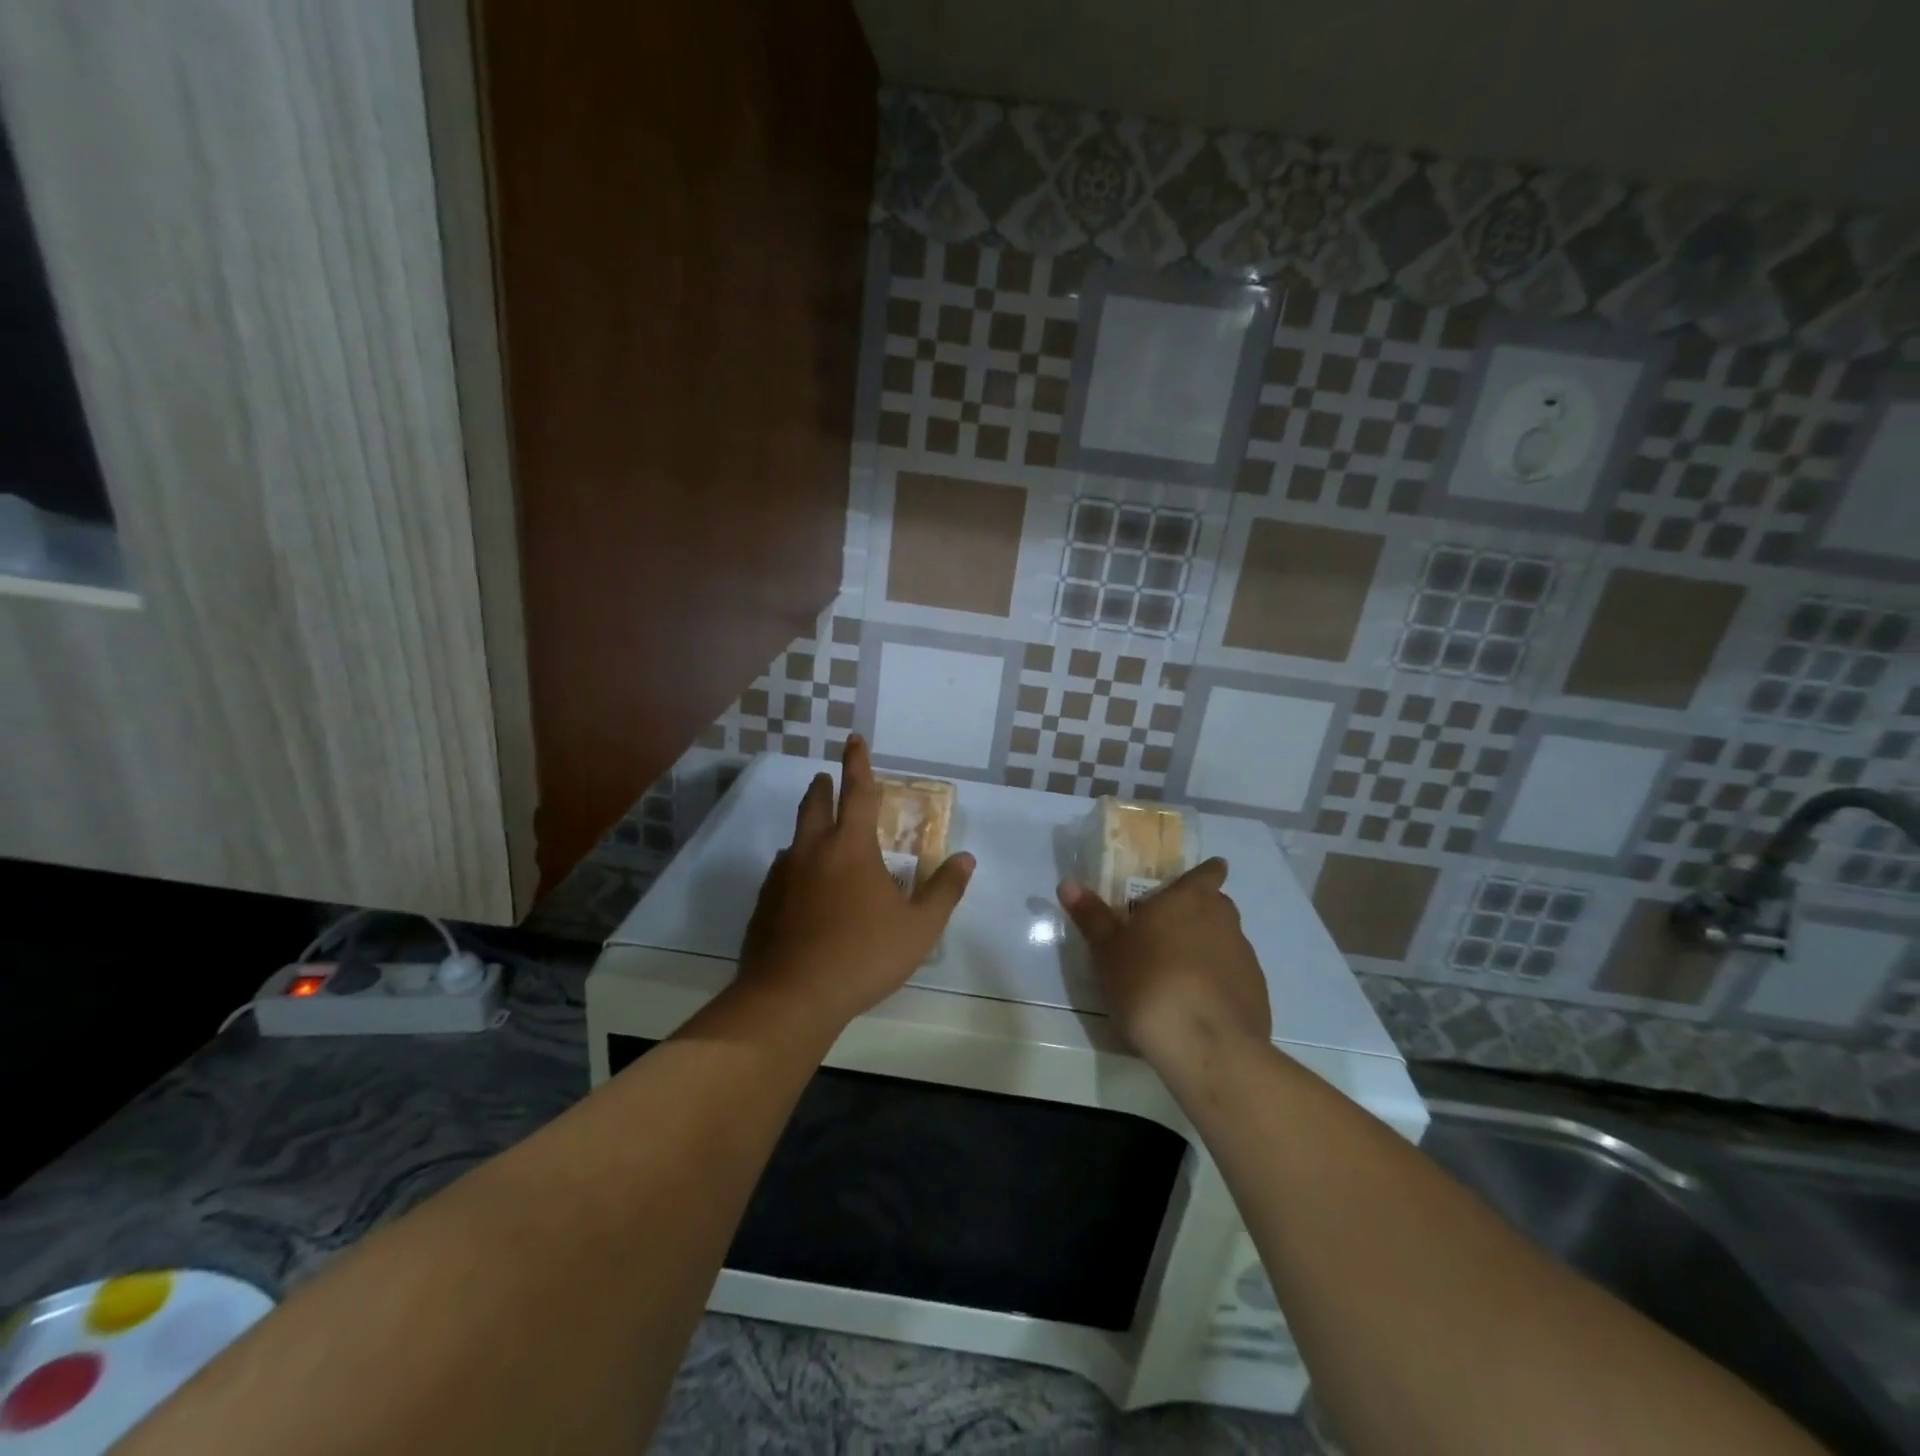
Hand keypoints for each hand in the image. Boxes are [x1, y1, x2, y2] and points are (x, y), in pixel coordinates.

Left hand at [736, 736, 973, 1032]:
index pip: (857, 791)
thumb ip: (944, 890)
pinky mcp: (764, 903)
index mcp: (851, 847)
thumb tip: (966, 859)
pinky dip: (796, 865)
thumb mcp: (919, 928)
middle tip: (827, 778)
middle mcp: (812, 850)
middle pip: (815, 804)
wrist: (791, 996)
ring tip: (818, 836)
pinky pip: (782, 871)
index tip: (853, 738)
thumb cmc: (862, 956)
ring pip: (795, 838)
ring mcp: (782, 876)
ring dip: (808, 827)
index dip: (857, 763)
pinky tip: (803, 887)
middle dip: (823, 786)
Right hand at [1058, 858, 1270, 1076]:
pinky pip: (1233, 978)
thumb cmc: (1149, 983)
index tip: (1191, 883)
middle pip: (1215, 906)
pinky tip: (1195, 1008)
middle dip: (1196, 914)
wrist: (1206, 1047)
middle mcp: (1224, 920)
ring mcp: (1246, 958)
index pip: (1208, 872)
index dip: (1203, 874)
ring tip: (1175, 976)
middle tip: (1164, 933)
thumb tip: (1068, 883)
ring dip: (1206, 951)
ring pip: (1225, 943)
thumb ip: (1092, 916)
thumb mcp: (1108, 951)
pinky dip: (1218, 984)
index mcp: (1190, 899)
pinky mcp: (1257, 995)